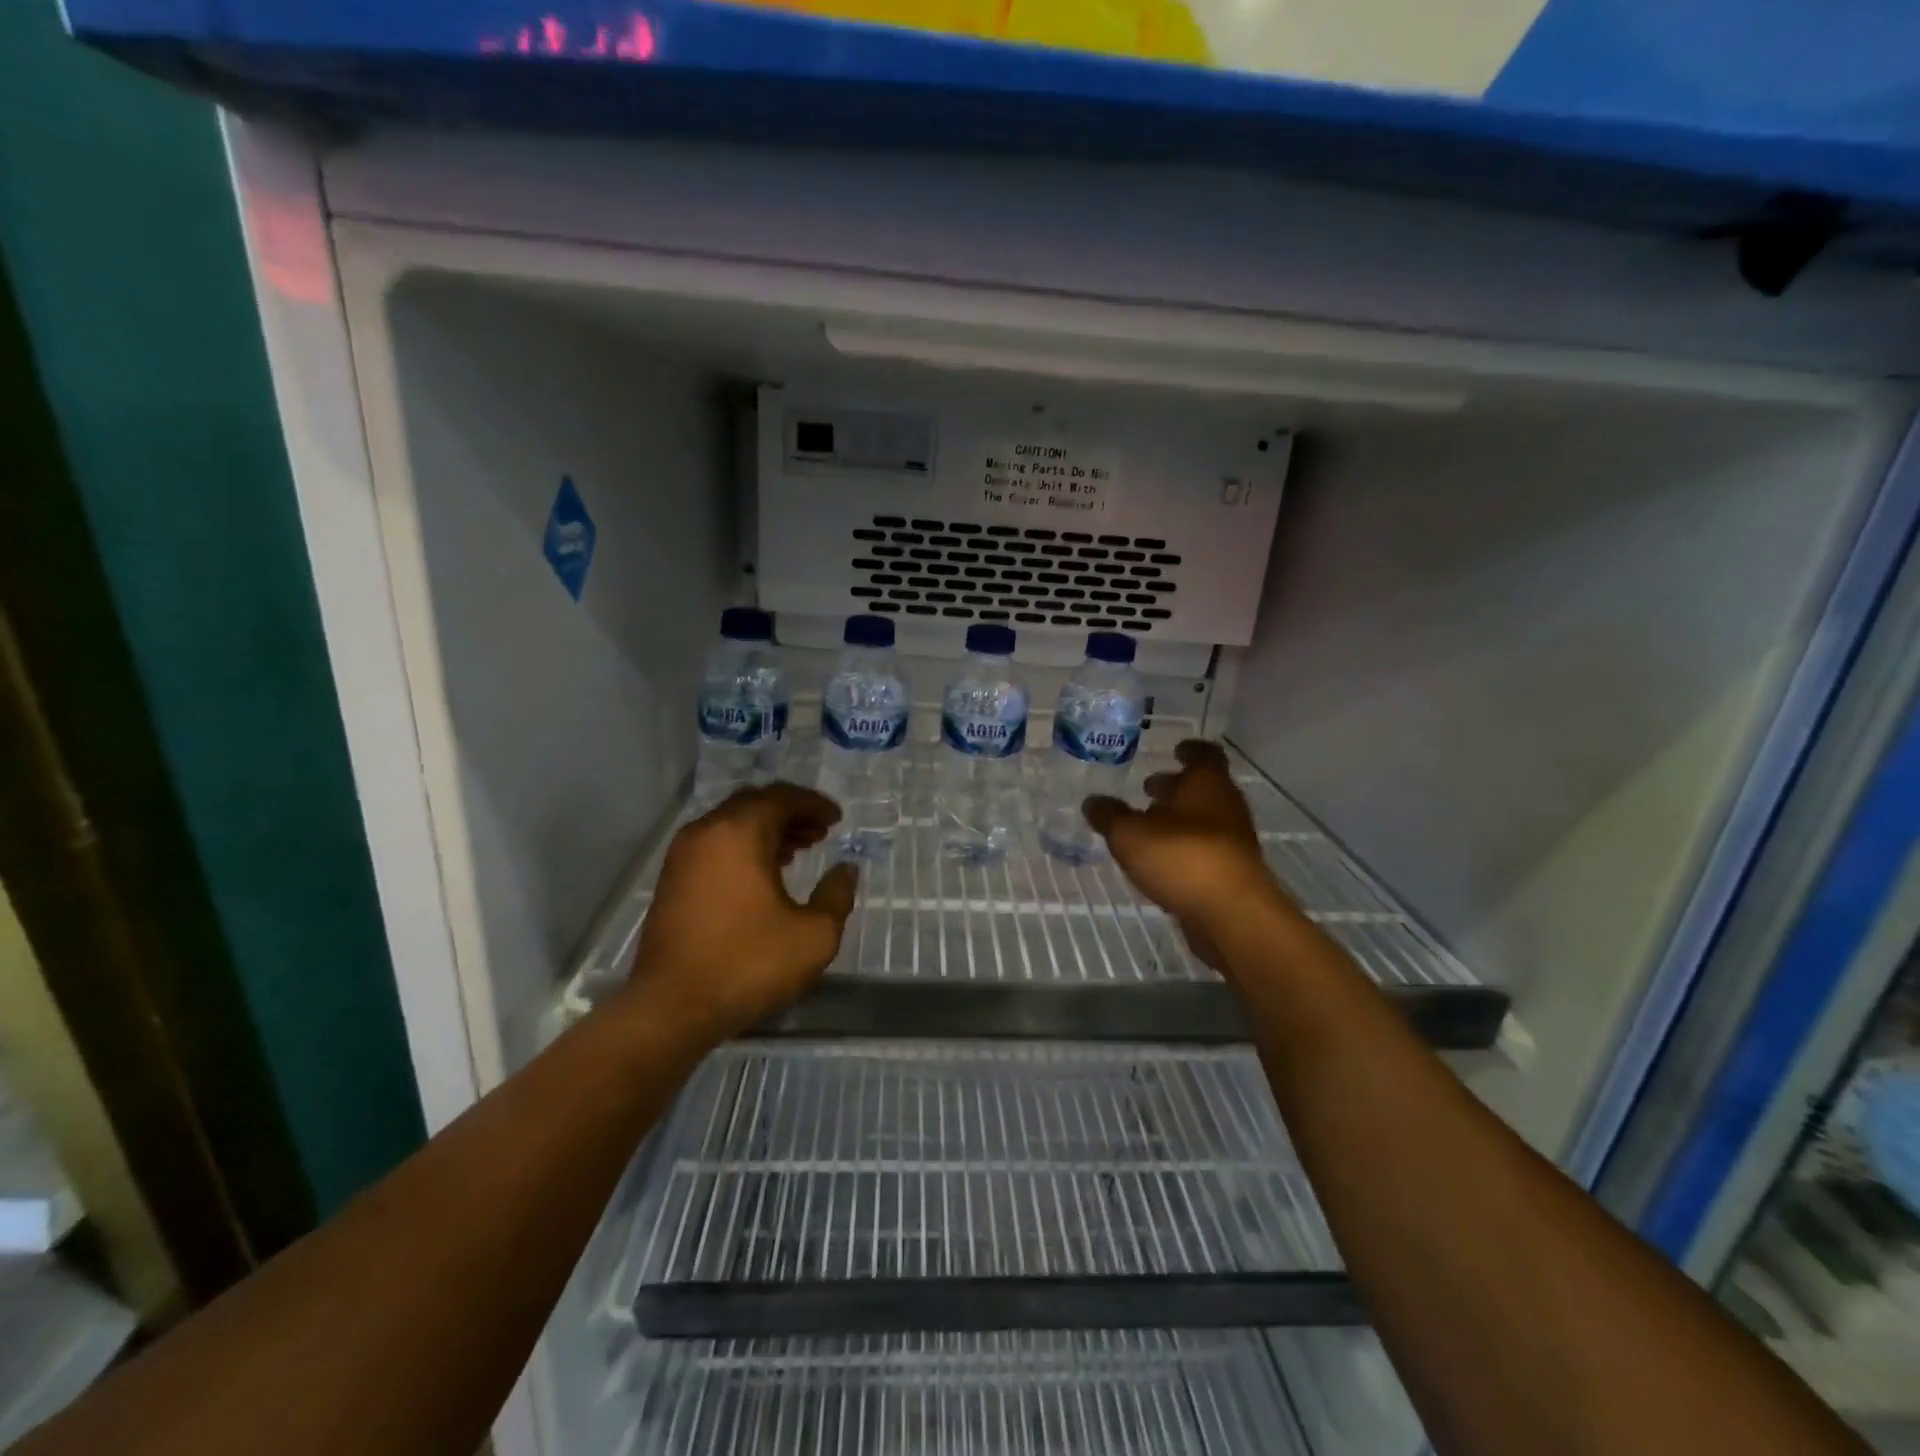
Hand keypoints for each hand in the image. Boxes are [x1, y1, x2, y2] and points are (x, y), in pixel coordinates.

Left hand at [621, 783, 858, 1043]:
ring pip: (732, 823)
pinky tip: (764, 873)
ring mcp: (683, 855)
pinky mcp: (672, 879)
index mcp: (739, 833)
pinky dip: (744, 846)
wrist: (671, 1008)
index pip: (782, 798)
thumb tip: (845, 869)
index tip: (837, 819)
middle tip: (820, 831)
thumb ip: (837, 895)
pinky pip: (715, 844)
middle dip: (790, 812)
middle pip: (754, 803)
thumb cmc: (748, 964)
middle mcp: (707, 832)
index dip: (814, 804)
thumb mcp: (814, 935)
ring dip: (767, 829)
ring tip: (798, 850)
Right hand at [1083, 740, 1283, 972]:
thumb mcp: (1130, 834)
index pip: (1205, 755)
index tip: (1176, 749)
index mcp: (1206, 784)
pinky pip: (1205, 850)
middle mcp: (1225, 807)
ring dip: (1178, 819)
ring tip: (1146, 826)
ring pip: (1204, 820)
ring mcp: (1232, 842)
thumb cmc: (1181, 857)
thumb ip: (1110, 816)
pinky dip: (1184, 848)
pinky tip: (1160, 860)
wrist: (1231, 914)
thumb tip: (1092, 802)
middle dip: (1176, 787)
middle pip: (1203, 789)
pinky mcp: (1232, 873)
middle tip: (1148, 789)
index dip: (1190, 750)